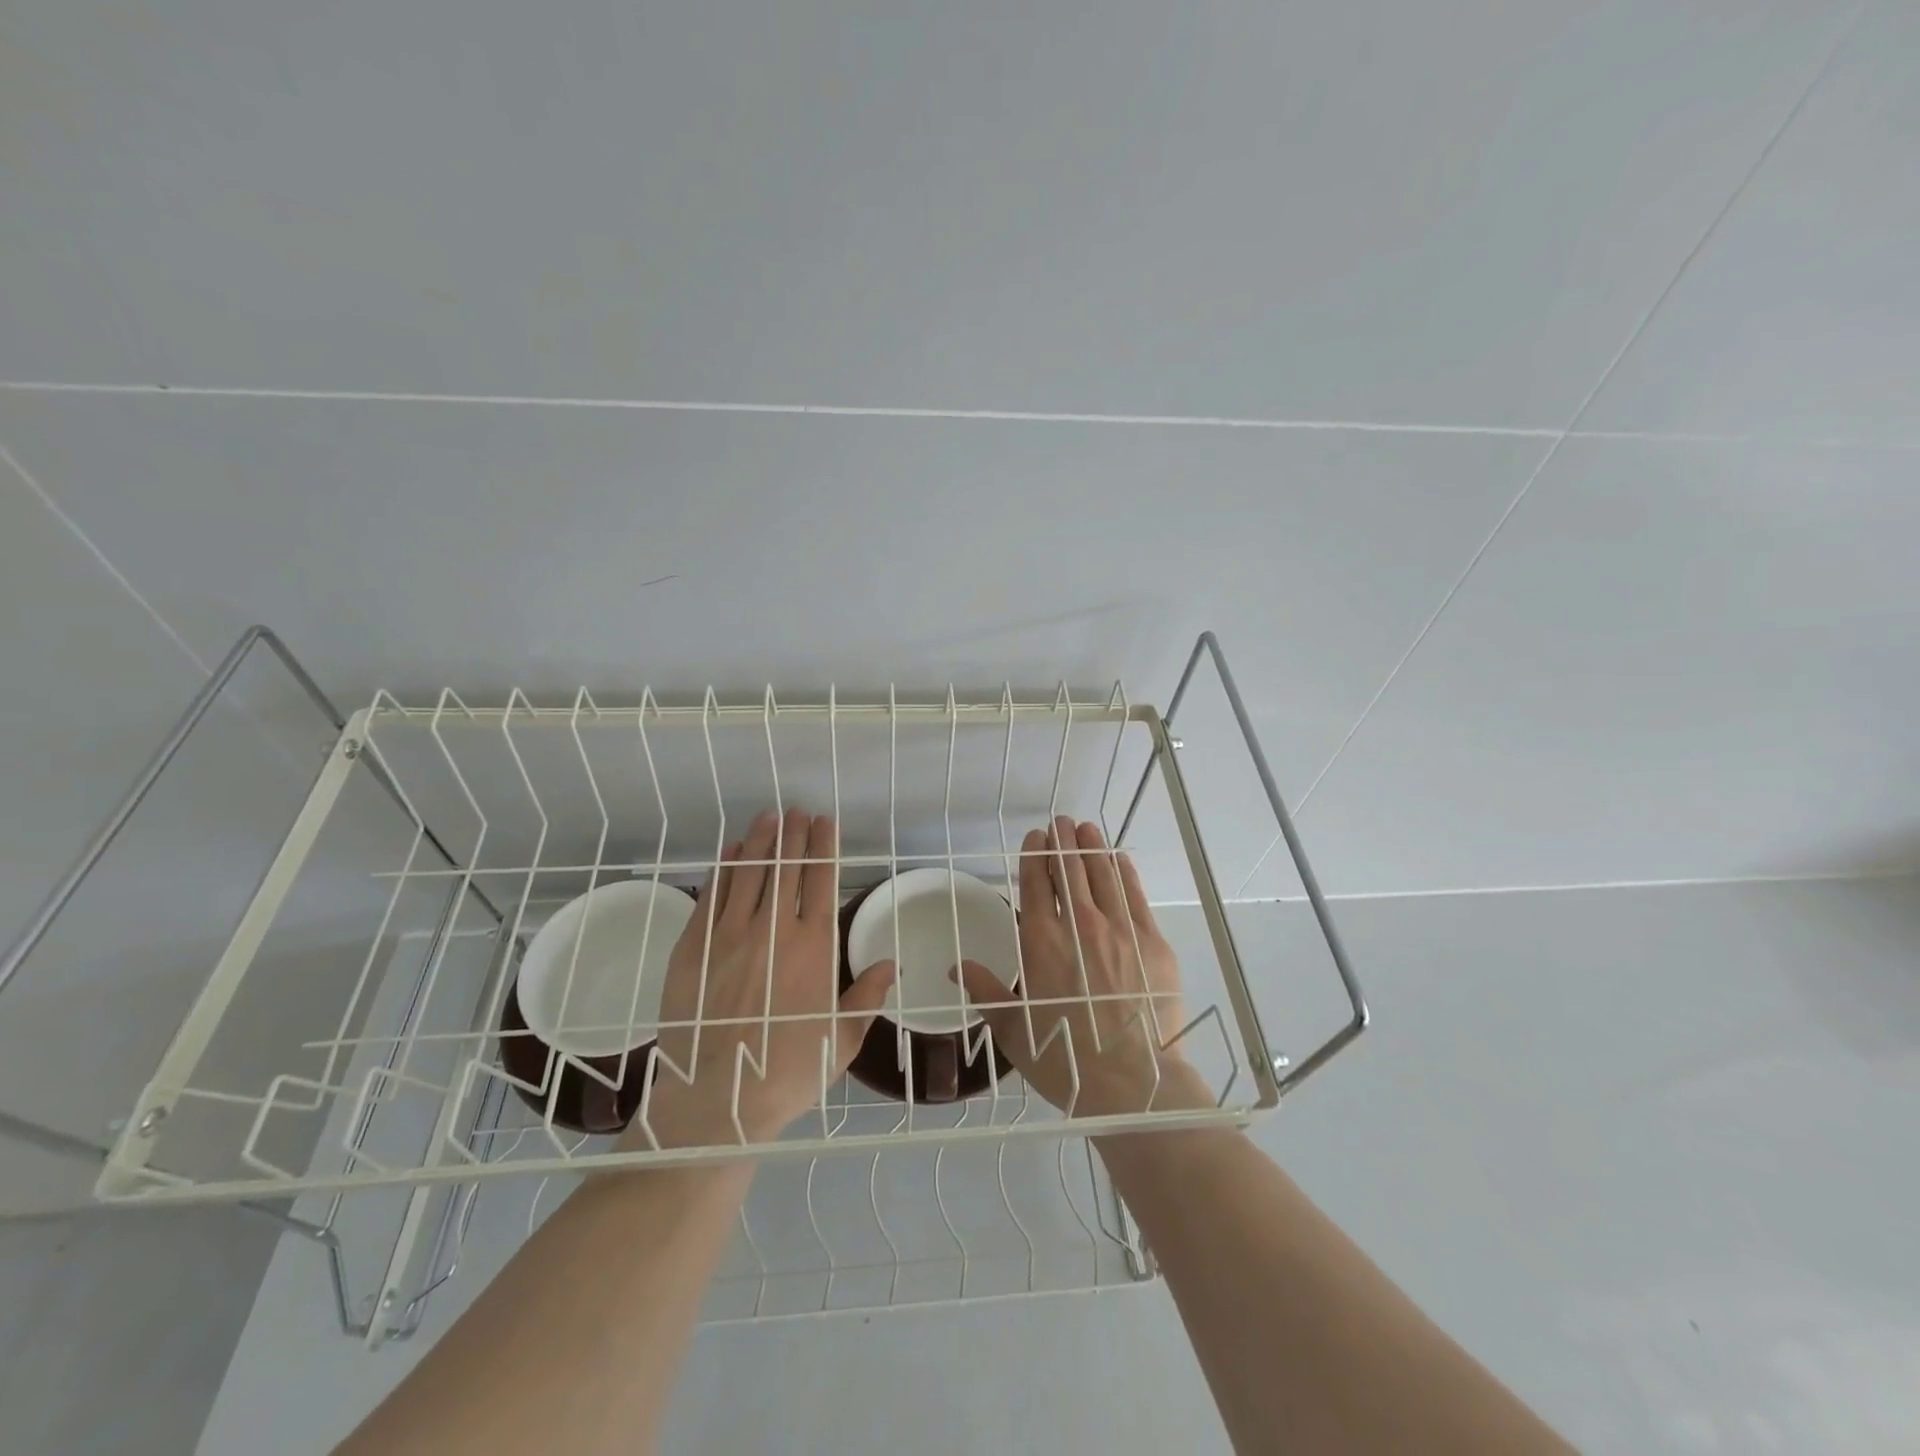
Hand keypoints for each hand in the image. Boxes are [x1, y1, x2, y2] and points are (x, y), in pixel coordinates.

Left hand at [625, 809, 895, 1149]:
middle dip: (793, 833)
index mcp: (814, 947)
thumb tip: (890, 965)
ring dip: (760, 841)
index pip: (821, 879)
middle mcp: (774, 929)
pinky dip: (723, 869)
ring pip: (748, 872)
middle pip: (786, 866)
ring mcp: (729, 935)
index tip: (824, 821)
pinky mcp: (694, 947)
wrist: (717, 1100)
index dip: (824, 846)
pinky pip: (712, 896)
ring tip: (768, 817)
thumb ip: (867, 996)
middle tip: (796, 810)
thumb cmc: (789, 1072)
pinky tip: (730, 852)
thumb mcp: (842, 1039)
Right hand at [957, 817, 1208, 1118]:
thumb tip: (956, 968)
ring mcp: (1118, 929)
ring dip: (1091, 848)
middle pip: (1068, 870)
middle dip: (1062, 841)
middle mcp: (1078, 925)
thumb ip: (985, 991)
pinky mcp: (1151, 941)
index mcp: (1040, 942)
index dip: (1034, 856)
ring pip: (1101, 875)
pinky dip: (1123, 872)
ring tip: (1086, 828)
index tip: (1035, 838)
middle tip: (1060, 822)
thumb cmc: (1064, 1058)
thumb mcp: (1012, 1029)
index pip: (1035, 884)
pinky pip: (1134, 895)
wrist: (1130, 1081)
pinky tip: (1118, 858)